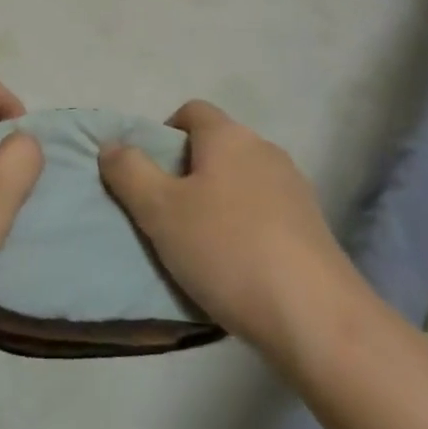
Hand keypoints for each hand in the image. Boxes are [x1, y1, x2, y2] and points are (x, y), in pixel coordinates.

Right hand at [98, 101, 358, 362]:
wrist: (316, 317)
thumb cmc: (227, 250)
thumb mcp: (160, 211)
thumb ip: (129, 172)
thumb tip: (111, 144)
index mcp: (228, 136)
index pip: (191, 111)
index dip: (164, 134)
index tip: (150, 175)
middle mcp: (264, 149)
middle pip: (216, 146)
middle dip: (188, 173)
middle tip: (167, 216)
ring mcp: (294, 187)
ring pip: (241, 181)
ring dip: (218, 202)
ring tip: (200, 248)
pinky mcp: (312, 226)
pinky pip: (266, 212)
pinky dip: (246, 227)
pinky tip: (238, 268)